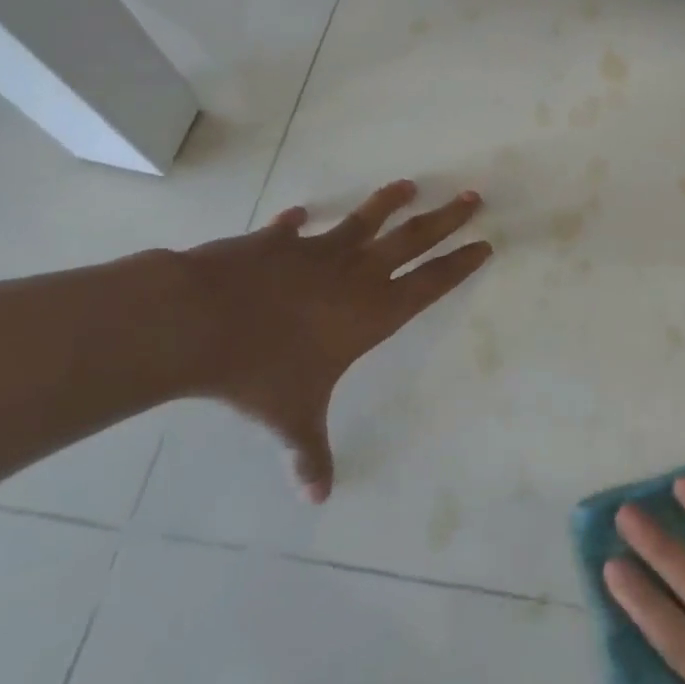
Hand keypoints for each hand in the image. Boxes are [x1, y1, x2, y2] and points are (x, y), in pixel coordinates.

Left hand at [178, 179, 490, 501]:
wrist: (200, 321)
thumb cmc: (260, 372)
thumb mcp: (292, 418)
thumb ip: (309, 453)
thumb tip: (318, 498)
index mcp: (371, 313)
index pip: (430, 284)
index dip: (459, 265)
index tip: (484, 244)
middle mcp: (354, 274)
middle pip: (412, 240)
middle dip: (446, 220)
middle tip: (473, 198)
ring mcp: (316, 252)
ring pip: (365, 220)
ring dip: (389, 202)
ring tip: (410, 185)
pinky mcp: (277, 242)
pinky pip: (294, 229)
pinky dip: (298, 222)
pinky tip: (300, 213)